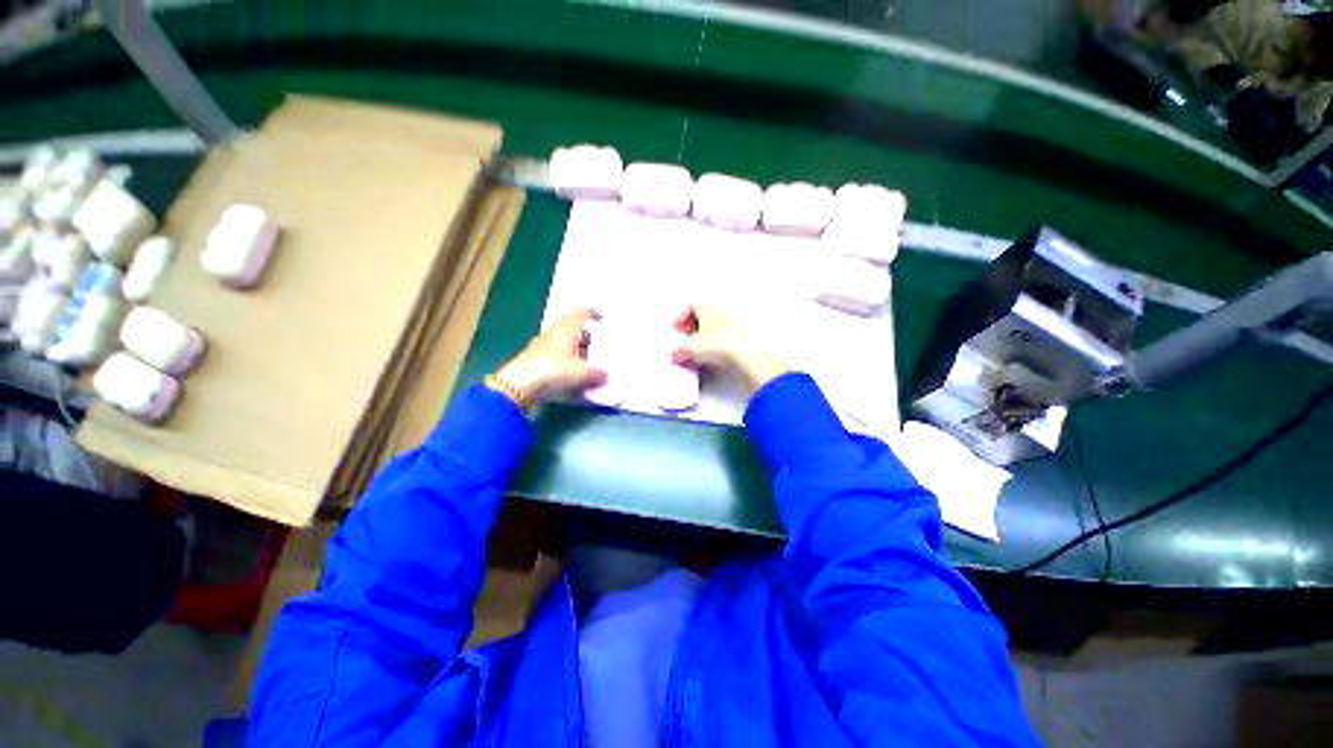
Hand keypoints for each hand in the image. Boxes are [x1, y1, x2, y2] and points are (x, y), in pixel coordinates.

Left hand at [493, 307, 606, 404]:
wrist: (517, 387)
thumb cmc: (553, 371)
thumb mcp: (581, 373)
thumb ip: (597, 374)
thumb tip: (606, 375)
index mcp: (566, 329)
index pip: (580, 313)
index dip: (592, 313)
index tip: (602, 319)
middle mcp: (553, 334)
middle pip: (572, 329)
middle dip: (586, 337)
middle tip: (598, 348)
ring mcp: (542, 348)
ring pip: (564, 344)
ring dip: (576, 351)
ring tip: (588, 365)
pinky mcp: (535, 363)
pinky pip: (556, 358)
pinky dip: (566, 363)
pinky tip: (573, 377)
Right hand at [672, 303, 787, 392]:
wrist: (744, 355)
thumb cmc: (719, 343)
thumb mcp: (690, 349)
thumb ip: (680, 351)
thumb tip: (678, 355)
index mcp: (708, 309)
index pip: (693, 305)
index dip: (683, 316)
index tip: (677, 326)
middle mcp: (722, 314)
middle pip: (705, 316)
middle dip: (694, 326)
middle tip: (687, 337)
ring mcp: (734, 326)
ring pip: (716, 328)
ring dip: (706, 337)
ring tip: (699, 349)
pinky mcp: (741, 340)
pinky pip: (725, 340)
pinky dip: (716, 346)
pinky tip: (712, 357)